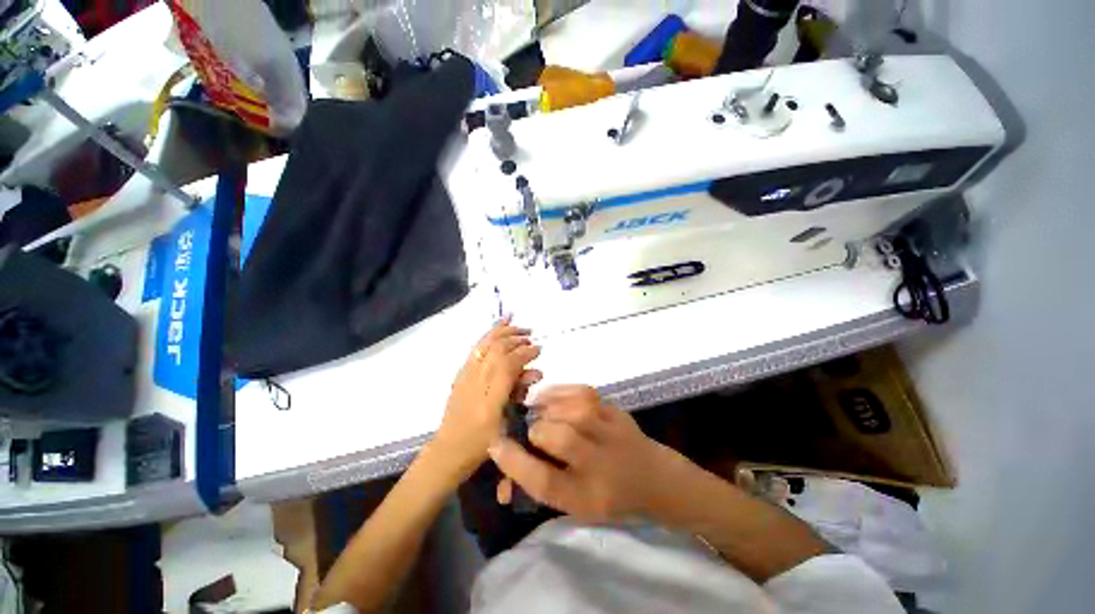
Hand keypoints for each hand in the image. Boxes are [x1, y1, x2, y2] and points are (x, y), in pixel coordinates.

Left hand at [429, 317, 540, 483]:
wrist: (448, 449)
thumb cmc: (481, 443)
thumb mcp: (506, 422)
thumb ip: (519, 394)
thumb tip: (534, 372)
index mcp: (488, 399)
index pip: (508, 365)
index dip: (525, 353)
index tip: (538, 350)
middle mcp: (475, 381)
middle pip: (497, 349)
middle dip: (517, 339)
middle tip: (531, 338)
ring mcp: (465, 374)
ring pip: (486, 343)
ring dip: (505, 332)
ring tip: (520, 329)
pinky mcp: (461, 371)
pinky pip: (477, 346)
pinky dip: (490, 332)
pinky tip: (501, 323)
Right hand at [489, 385, 672, 522]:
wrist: (652, 477)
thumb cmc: (606, 494)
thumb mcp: (574, 503)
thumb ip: (539, 485)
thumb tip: (501, 482)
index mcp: (586, 497)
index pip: (545, 482)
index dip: (516, 462)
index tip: (497, 444)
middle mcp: (601, 465)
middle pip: (561, 439)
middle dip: (537, 430)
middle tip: (532, 430)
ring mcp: (612, 433)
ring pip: (574, 411)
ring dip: (549, 408)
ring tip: (540, 411)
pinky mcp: (616, 411)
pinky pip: (584, 393)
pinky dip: (561, 392)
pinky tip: (552, 397)